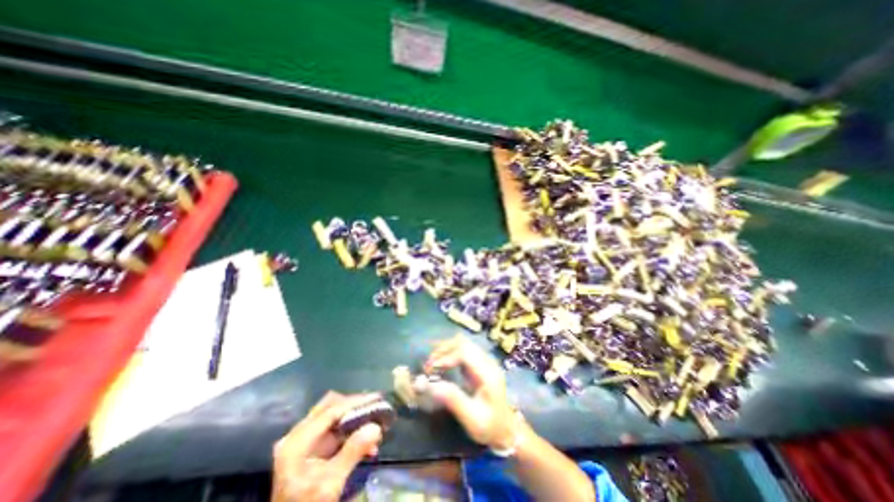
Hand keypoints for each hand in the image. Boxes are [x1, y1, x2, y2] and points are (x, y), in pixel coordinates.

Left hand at [272, 392, 383, 501]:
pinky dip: (350, 432)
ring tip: (374, 426)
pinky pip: (332, 430)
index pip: (330, 411)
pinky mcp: (309, 450)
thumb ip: (352, 452)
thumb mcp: (330, 483)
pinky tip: (365, 444)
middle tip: (375, 408)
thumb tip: (375, 427)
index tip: (377, 398)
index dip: (355, 402)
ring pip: (332, 417)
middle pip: (330, 407)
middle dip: (354, 407)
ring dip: (354, 419)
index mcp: (297, 441)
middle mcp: (297, 435)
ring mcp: (302, 442)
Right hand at [426, 338, 524, 449]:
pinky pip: (462, 349)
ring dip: (445, 350)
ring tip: (431, 365)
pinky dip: (449, 353)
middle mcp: (487, 361)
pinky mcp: (479, 362)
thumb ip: (453, 400)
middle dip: (443, 351)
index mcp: (488, 374)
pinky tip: (440, 364)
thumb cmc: (490, 426)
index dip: (446, 357)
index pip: (465, 352)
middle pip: (463, 343)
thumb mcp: (472, 419)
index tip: (432, 370)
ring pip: (462, 343)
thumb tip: (430, 385)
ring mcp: (484, 360)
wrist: (506, 428)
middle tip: (428, 366)